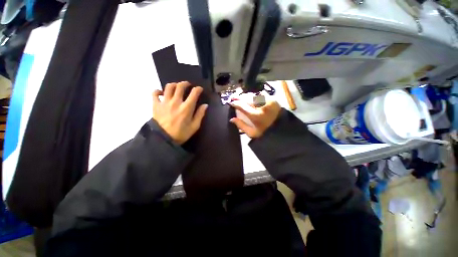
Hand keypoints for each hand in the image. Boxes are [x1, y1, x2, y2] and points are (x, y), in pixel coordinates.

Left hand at [153, 81, 207, 144]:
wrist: (163, 139)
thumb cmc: (181, 133)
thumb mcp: (194, 126)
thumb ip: (200, 115)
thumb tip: (205, 105)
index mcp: (186, 108)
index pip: (194, 93)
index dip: (198, 89)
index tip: (200, 89)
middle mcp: (176, 102)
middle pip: (180, 86)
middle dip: (185, 83)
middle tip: (188, 85)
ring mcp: (164, 102)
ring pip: (168, 87)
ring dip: (174, 84)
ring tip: (176, 87)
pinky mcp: (156, 105)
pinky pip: (154, 93)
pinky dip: (158, 91)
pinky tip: (162, 93)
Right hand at [230, 100, 280, 137]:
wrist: (281, 129)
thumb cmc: (265, 132)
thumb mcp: (251, 133)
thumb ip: (241, 126)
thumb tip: (232, 119)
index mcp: (256, 116)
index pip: (242, 106)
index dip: (235, 103)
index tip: (231, 103)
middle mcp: (262, 106)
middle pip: (247, 98)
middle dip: (239, 97)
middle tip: (234, 97)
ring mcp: (268, 101)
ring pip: (253, 95)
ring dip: (247, 96)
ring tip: (242, 97)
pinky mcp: (273, 99)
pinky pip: (261, 94)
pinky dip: (255, 95)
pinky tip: (252, 98)